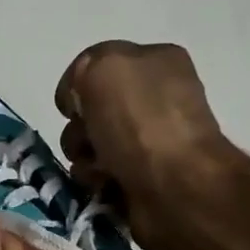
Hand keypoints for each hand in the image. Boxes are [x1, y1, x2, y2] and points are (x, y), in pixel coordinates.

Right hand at [55, 40, 238, 249]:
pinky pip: (99, 175)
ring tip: (98, 170)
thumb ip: (84, 68)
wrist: (176, 187)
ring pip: (89, 146)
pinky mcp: (139, 179)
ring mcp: (148, 142)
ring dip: (83, 158)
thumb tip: (78, 100)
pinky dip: (95, 180)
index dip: (78, 86)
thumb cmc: (142, 123)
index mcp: (155, 62)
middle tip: (88, 141)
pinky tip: (105, 185)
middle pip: (90, 110)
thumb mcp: (105, 68)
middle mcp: (154, 100)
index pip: (97, 65)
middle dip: (79, 128)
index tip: (73, 107)